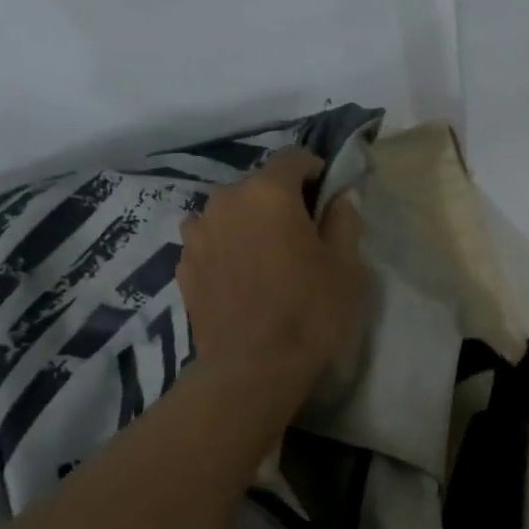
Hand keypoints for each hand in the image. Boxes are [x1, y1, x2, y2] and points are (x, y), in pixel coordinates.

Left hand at [177, 147, 368, 392]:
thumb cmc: (309, 313)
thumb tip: (341, 196)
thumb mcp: (346, 266)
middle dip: (280, 201)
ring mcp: (197, 233)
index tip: (327, 197)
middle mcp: (225, 200)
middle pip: (258, 186)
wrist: (251, 369)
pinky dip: (227, 249)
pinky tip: (242, 281)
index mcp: (268, 192)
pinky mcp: (183, 264)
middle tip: (300, 237)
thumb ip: (344, 220)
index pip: (293, 159)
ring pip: (230, 214)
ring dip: (248, 225)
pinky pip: (211, 242)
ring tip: (265, 260)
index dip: (314, 172)